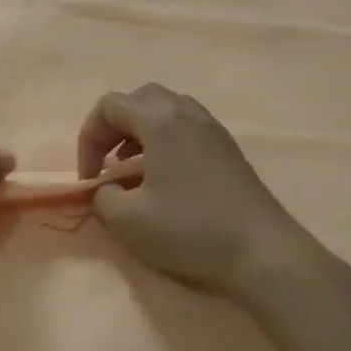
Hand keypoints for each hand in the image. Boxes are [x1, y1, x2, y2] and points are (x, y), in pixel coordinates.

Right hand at [77, 84, 321, 292]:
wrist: (262, 251)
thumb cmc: (190, 229)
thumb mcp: (128, 221)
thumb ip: (101, 197)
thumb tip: (105, 189)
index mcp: (160, 119)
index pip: (109, 106)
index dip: (88, 139)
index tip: (90, 179)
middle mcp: (187, 112)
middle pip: (139, 99)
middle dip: (114, 128)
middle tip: (107, 163)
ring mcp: (212, 128)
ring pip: (166, 110)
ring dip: (140, 133)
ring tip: (133, 170)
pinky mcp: (228, 148)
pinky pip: (186, 127)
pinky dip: (165, 142)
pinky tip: (165, 179)